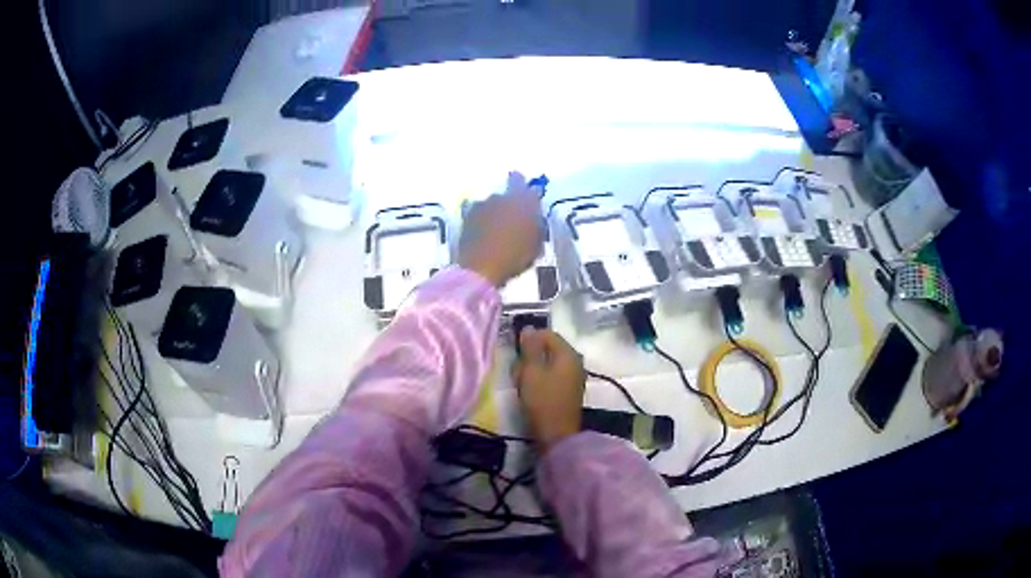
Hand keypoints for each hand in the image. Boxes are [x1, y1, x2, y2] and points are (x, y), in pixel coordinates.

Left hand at [458, 172, 543, 286]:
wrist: (481, 267)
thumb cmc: (515, 256)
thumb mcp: (536, 244)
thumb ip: (536, 226)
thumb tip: (534, 220)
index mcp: (522, 200)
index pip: (525, 184)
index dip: (525, 189)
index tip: (527, 198)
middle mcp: (500, 197)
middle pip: (506, 194)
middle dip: (509, 203)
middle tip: (513, 220)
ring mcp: (481, 205)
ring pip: (490, 204)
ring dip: (493, 212)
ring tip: (496, 230)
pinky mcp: (466, 216)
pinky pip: (476, 214)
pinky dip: (480, 220)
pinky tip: (482, 232)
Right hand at [513, 328, 585, 452]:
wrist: (557, 435)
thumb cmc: (542, 401)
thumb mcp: (531, 372)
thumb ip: (530, 348)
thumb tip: (529, 328)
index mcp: (568, 354)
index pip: (547, 334)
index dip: (529, 339)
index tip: (515, 353)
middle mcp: (575, 362)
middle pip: (549, 348)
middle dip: (530, 356)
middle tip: (517, 370)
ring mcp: (574, 377)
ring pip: (549, 363)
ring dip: (533, 369)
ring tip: (521, 382)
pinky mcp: (569, 390)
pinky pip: (553, 376)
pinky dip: (541, 379)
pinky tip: (530, 391)